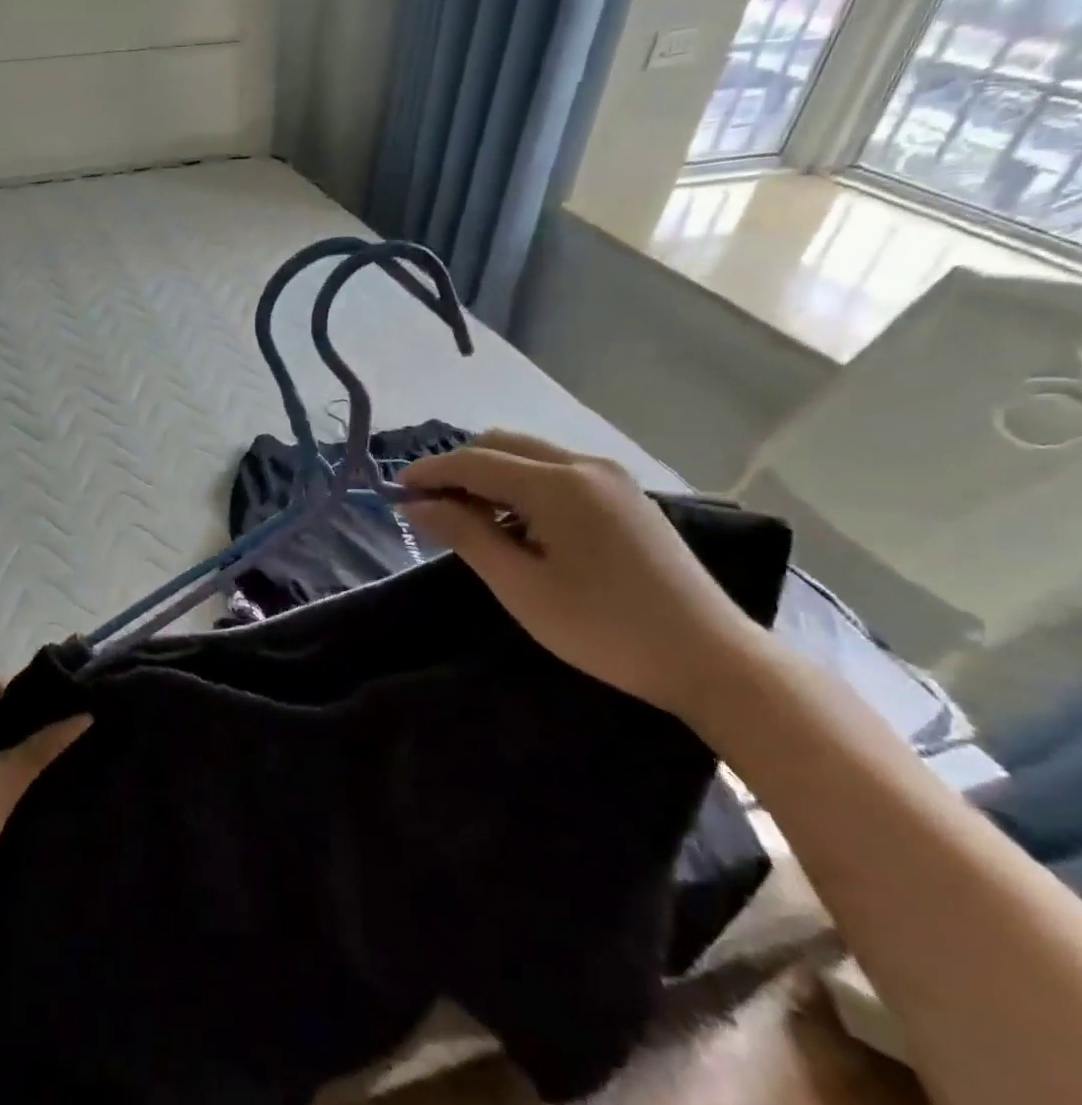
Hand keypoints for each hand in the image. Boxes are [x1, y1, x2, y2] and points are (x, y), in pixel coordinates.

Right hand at [398, 430, 767, 720]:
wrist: (711, 659)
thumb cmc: (603, 628)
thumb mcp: (520, 586)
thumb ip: (465, 534)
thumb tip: (417, 504)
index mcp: (557, 483)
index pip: (474, 461)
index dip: (428, 472)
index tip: (394, 492)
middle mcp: (584, 465)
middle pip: (501, 445)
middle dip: (457, 468)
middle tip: (429, 507)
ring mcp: (610, 477)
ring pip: (529, 455)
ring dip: (488, 474)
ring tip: (466, 517)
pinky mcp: (625, 496)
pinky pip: (556, 471)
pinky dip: (520, 484)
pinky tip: (514, 523)